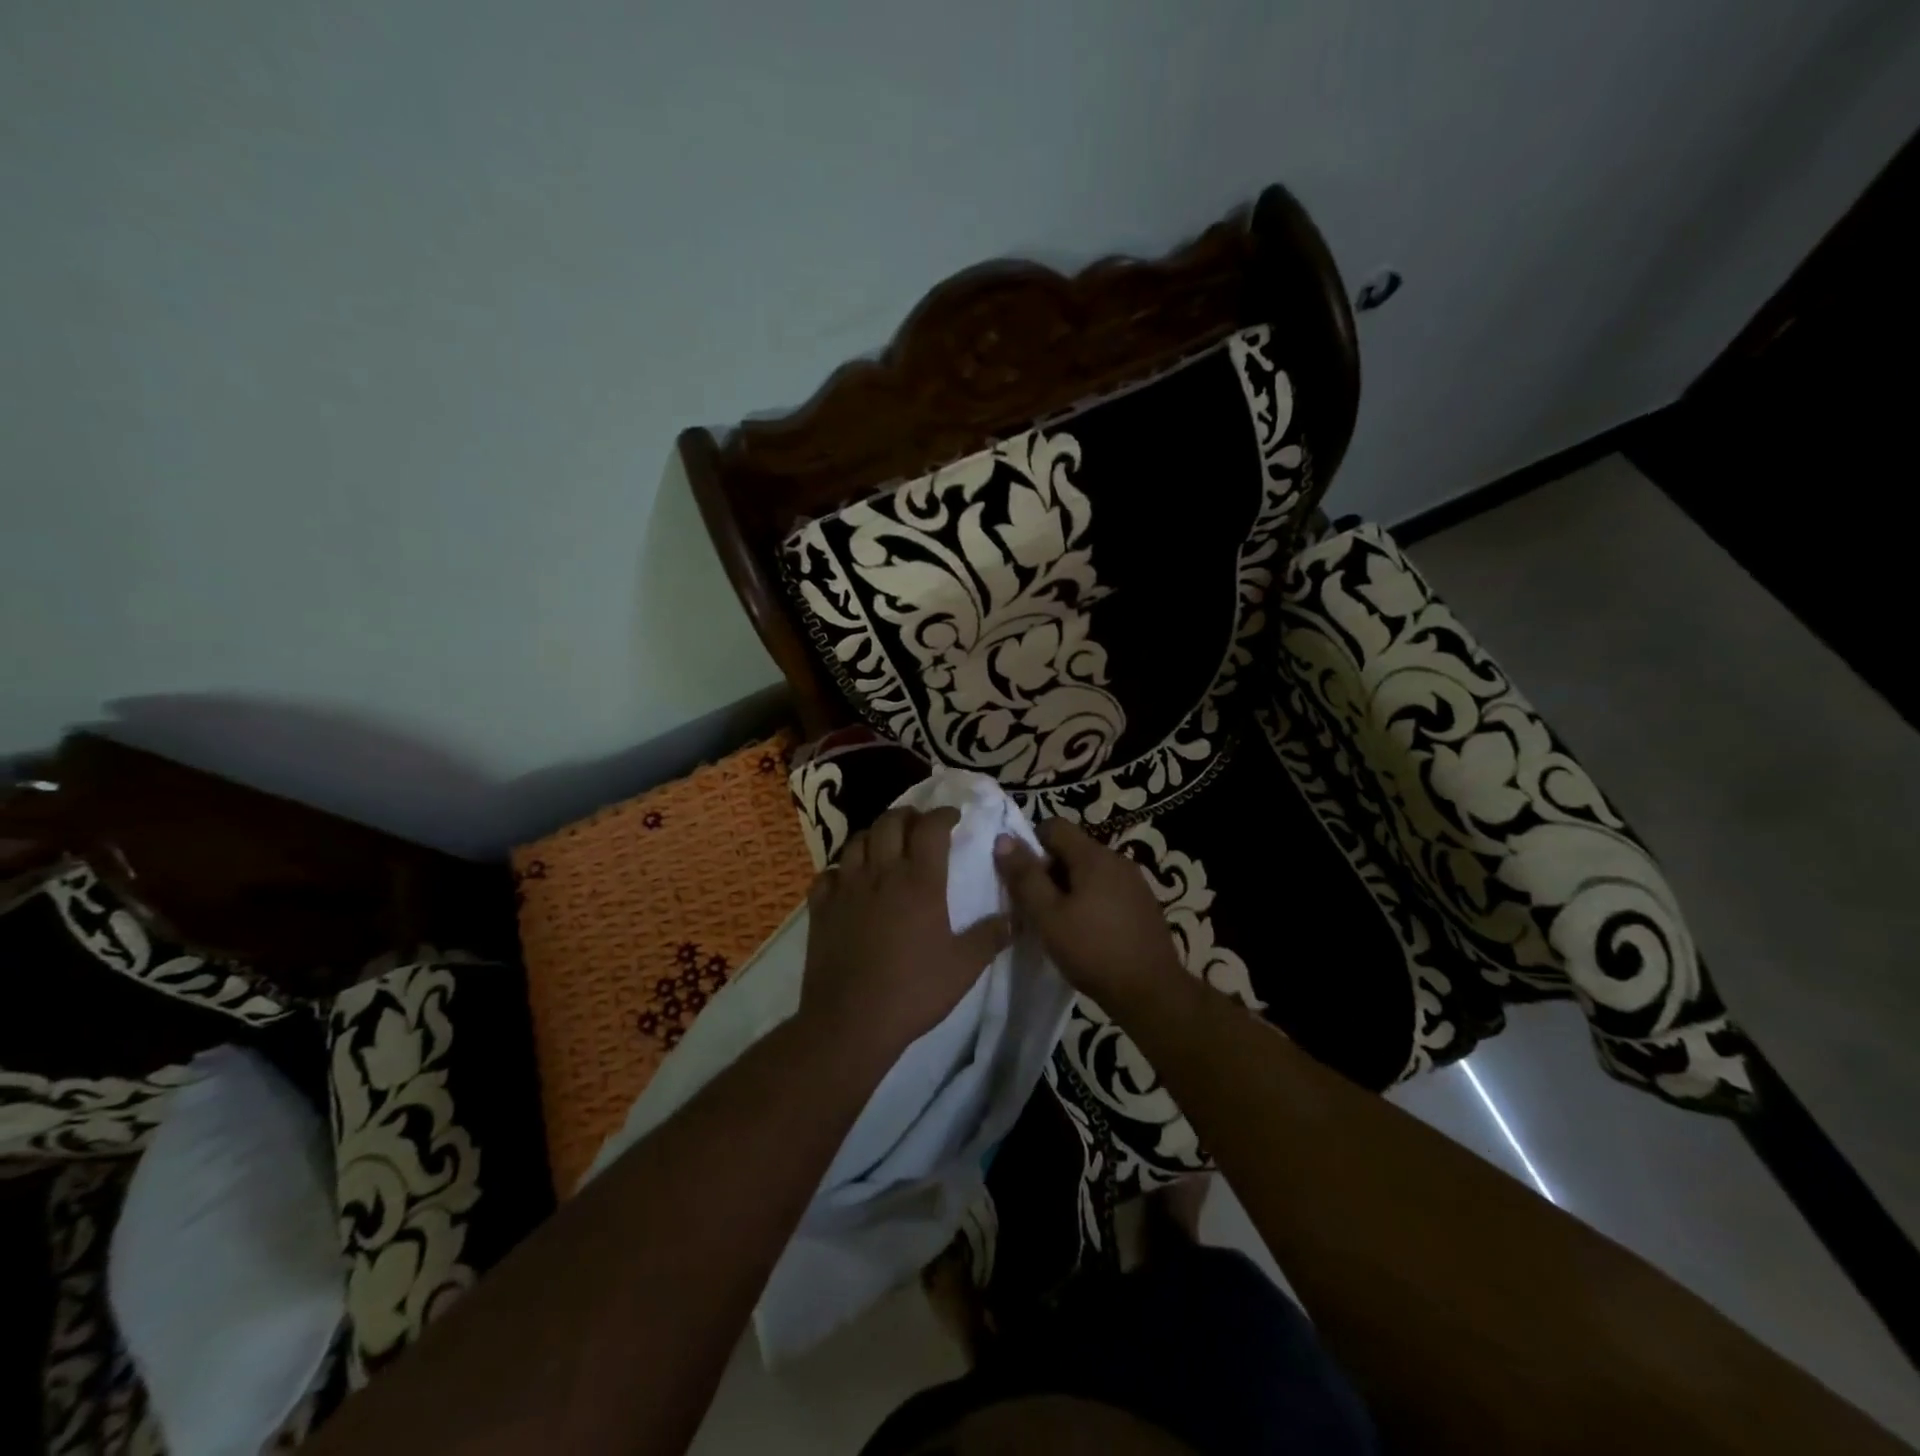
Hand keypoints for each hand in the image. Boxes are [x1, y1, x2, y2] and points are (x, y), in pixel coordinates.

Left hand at [802, 806, 1010, 1066]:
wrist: (851, 1021)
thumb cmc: (914, 991)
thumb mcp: (964, 967)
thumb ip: (990, 937)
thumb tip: (1015, 918)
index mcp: (920, 881)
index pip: (931, 828)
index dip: (943, 815)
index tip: (953, 817)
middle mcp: (882, 874)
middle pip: (890, 822)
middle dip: (907, 815)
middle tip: (919, 825)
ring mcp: (847, 888)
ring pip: (857, 841)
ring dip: (875, 835)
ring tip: (885, 845)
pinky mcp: (821, 908)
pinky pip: (828, 874)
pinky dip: (841, 869)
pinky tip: (848, 880)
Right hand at [993, 819, 1184, 1008]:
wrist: (1152, 992)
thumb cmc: (1093, 950)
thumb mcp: (1048, 916)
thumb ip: (1025, 876)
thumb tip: (1003, 838)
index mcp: (1094, 856)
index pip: (1054, 826)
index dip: (1031, 845)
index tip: (1023, 879)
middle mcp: (1117, 860)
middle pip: (1072, 849)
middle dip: (1048, 871)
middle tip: (1035, 907)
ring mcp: (1135, 883)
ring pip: (1089, 872)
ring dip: (1068, 889)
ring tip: (1058, 923)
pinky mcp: (1143, 905)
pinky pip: (1107, 890)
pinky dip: (1090, 902)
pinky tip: (1086, 933)